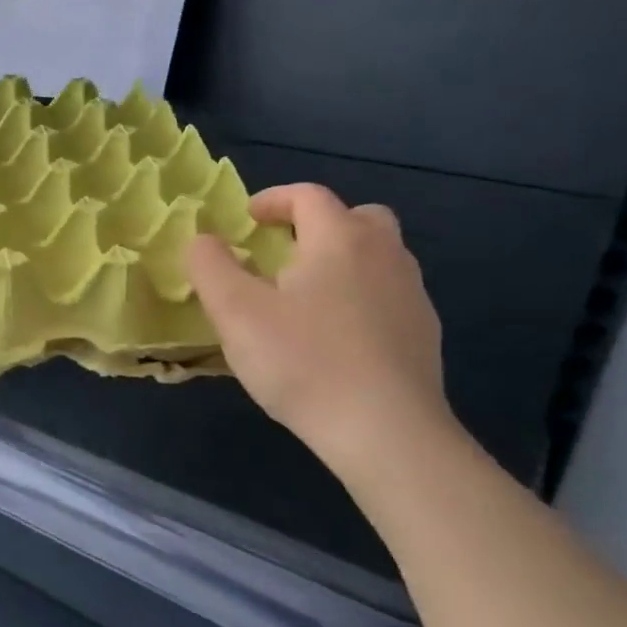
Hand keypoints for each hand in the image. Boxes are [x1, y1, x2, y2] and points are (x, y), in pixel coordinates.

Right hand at [185, 183, 453, 475]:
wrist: (385, 430)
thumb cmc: (302, 361)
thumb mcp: (235, 312)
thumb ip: (210, 266)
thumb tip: (203, 239)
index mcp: (340, 239)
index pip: (308, 196)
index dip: (273, 199)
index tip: (246, 218)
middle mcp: (385, 255)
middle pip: (357, 217)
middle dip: (318, 224)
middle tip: (284, 252)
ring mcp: (412, 294)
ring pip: (378, 256)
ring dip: (341, 260)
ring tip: (306, 295)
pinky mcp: (423, 334)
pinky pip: (387, 294)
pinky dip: (360, 296)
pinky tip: (335, 336)